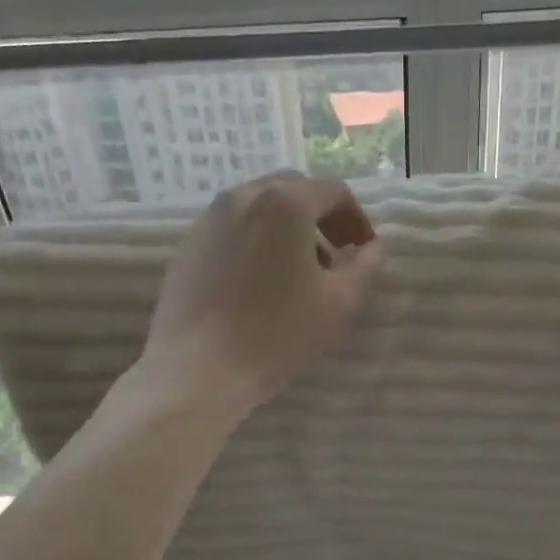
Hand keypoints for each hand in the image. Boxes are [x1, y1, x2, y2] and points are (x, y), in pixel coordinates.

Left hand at [144, 173, 384, 411]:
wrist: (198, 369)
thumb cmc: (277, 334)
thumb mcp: (338, 304)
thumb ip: (365, 268)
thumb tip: (372, 248)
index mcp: (285, 203)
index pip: (334, 192)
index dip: (357, 219)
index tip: (364, 251)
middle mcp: (242, 196)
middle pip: (293, 191)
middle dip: (320, 218)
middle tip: (334, 258)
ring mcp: (208, 219)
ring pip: (259, 208)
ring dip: (286, 229)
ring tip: (295, 274)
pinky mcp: (187, 245)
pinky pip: (231, 230)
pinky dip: (255, 242)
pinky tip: (258, 285)